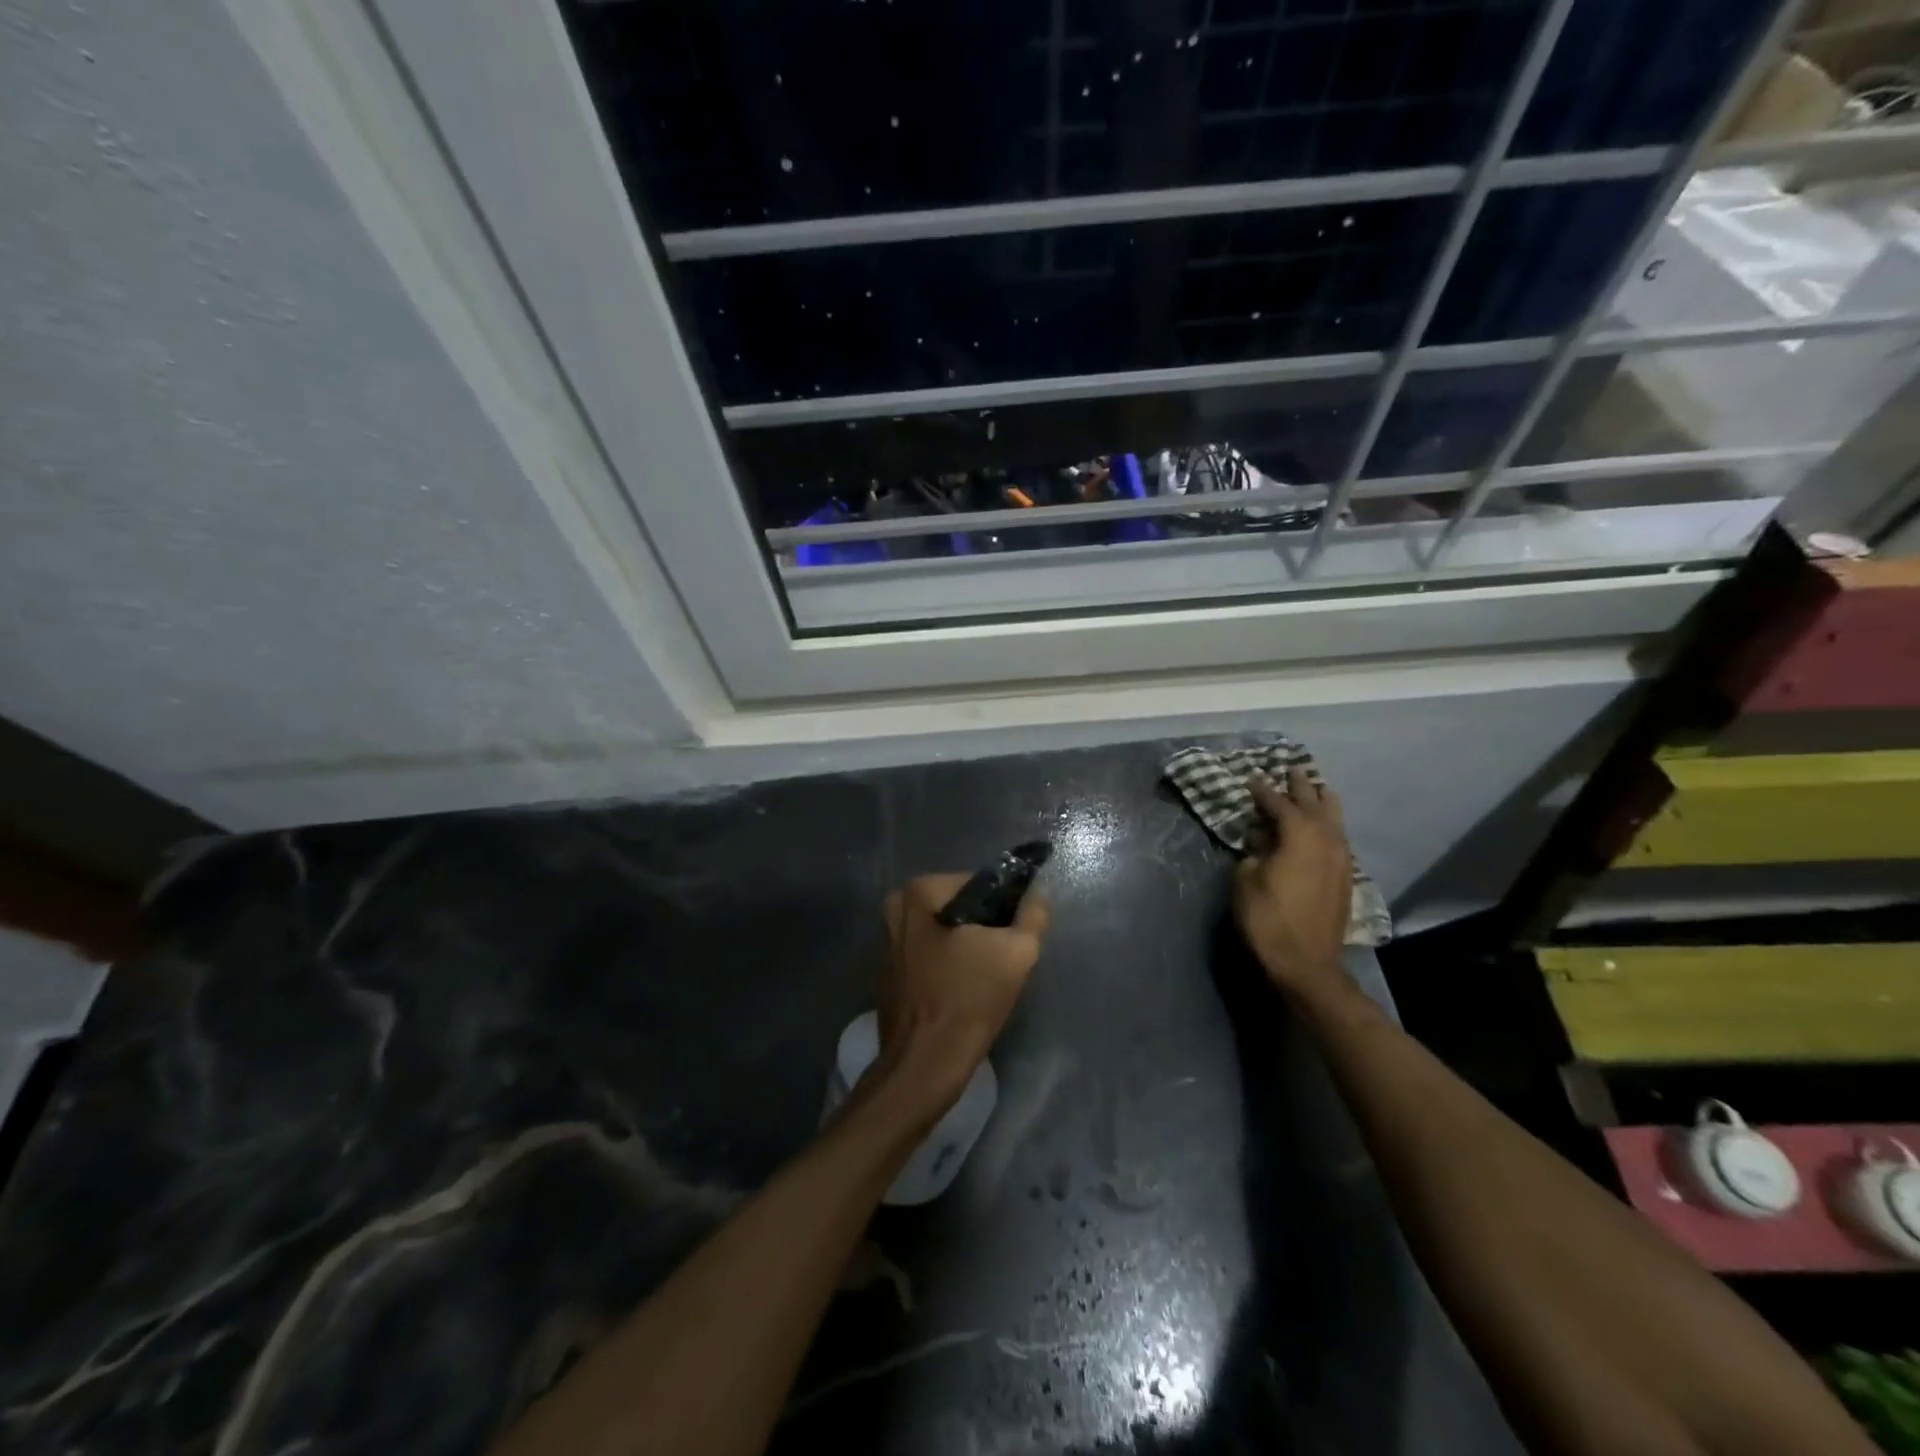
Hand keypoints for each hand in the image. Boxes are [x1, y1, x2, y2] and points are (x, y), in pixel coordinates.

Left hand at [875, 874, 1049, 1113]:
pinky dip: (946, 965)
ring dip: (966, 947)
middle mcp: (896, 909)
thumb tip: (1039, 892)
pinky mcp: (888, 972)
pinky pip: (928, 955)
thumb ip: (1034, 914)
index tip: (1015, 935)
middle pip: (958, 907)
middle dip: (984, 928)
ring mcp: (887, 942)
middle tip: (1003, 958)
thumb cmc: (969, 1000)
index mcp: (919, 892)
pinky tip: (962, 990)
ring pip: (943, 932)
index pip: (978, 884)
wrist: (925, 1064)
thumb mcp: (1017, 953)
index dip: (1004, 906)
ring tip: (986, 977)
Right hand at [1233, 769, 1354, 996]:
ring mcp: (1341, 858)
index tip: (1250, 779)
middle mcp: (1326, 839)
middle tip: (1290, 769)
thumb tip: (1261, 842)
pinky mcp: (1345, 877)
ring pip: (1335, 818)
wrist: (1306, 963)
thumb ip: (1253, 852)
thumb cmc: (1268, 918)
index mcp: (1300, 834)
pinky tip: (1319, 828)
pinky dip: (1327, 825)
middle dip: (1300, 786)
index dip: (1262, 791)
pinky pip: (1337, 837)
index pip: (1279, 803)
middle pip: (1314, 803)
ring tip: (1312, 790)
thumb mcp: (1246, 880)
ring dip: (1321, 802)